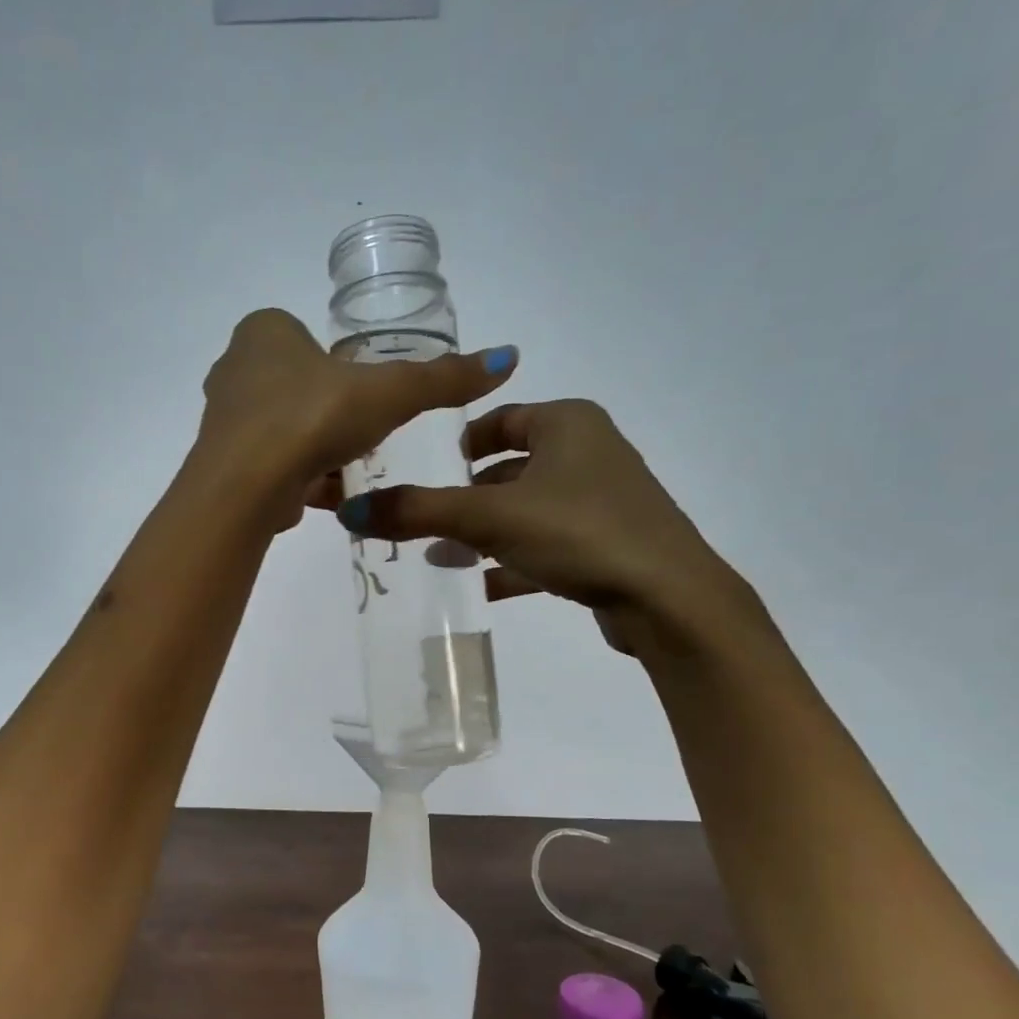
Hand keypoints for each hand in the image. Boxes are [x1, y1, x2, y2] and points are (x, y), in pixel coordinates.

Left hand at [192, 309, 516, 528]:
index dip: (341, 367)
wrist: (246, 486)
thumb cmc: (313, 418)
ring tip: (345, 467)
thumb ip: (442, 379)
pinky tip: (323, 494)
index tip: (364, 396)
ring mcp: (223, 417)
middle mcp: (235, 366)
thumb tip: (507, 358)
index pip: (310, 339)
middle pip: (297, 385)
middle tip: (359, 433)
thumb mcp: (389, 393)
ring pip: (282, 427)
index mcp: (265, 330)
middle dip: (329, 410)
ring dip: (313, 447)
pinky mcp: (221, 462)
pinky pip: (270, 462)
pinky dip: (297, 476)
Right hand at [336, 399, 748, 654]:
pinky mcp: (606, 546)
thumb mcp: (490, 517)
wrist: (667, 598)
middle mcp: (588, 453)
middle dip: (463, 497)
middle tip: (419, 522)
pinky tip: (478, 587)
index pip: (499, 419)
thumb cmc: (579, 532)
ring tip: (438, 558)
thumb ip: (420, 512)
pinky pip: (545, 546)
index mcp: (568, 423)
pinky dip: (512, 562)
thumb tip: (351, 512)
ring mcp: (601, 502)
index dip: (457, 443)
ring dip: (483, 534)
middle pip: (509, 469)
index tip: (420, 471)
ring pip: (525, 511)